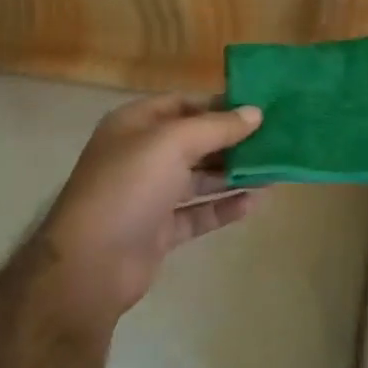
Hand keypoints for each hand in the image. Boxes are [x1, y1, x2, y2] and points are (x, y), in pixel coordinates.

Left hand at [36, 95, 266, 321]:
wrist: (91, 263)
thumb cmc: (128, 187)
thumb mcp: (172, 143)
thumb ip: (216, 127)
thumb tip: (255, 113)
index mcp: (134, 125)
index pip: (182, 104)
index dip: (219, 105)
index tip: (259, 108)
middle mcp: (141, 156)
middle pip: (194, 142)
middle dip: (232, 141)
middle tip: (275, 140)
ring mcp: (149, 195)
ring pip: (199, 178)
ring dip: (234, 174)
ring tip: (274, 171)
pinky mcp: (159, 230)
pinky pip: (198, 213)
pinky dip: (224, 207)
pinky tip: (255, 202)